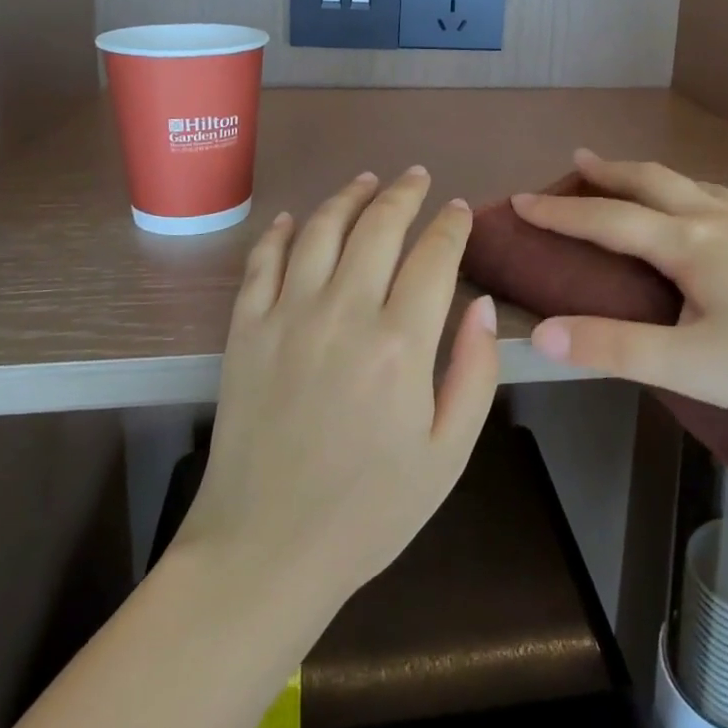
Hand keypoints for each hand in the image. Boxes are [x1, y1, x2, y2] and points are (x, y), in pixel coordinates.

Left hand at [172, 166, 500, 614]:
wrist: (266, 550)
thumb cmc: (369, 509)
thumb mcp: (448, 454)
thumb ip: (475, 372)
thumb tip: (482, 304)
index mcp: (401, 344)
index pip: (434, 257)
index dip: (451, 225)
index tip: (459, 210)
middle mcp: (344, 313)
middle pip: (379, 227)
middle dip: (404, 194)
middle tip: (417, 177)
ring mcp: (287, 316)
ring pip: (322, 229)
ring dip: (348, 197)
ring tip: (367, 181)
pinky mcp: (245, 329)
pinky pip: (263, 261)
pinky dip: (281, 231)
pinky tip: (296, 218)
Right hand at [515, 150, 727, 428]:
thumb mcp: (692, 366)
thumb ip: (614, 348)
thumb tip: (542, 334)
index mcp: (690, 243)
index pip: (607, 220)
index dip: (559, 212)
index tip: (520, 199)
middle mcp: (721, 219)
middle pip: (651, 182)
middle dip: (608, 172)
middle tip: (577, 161)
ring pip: (693, 185)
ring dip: (652, 177)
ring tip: (635, 180)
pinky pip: (727, 199)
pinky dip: (695, 193)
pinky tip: (711, 212)